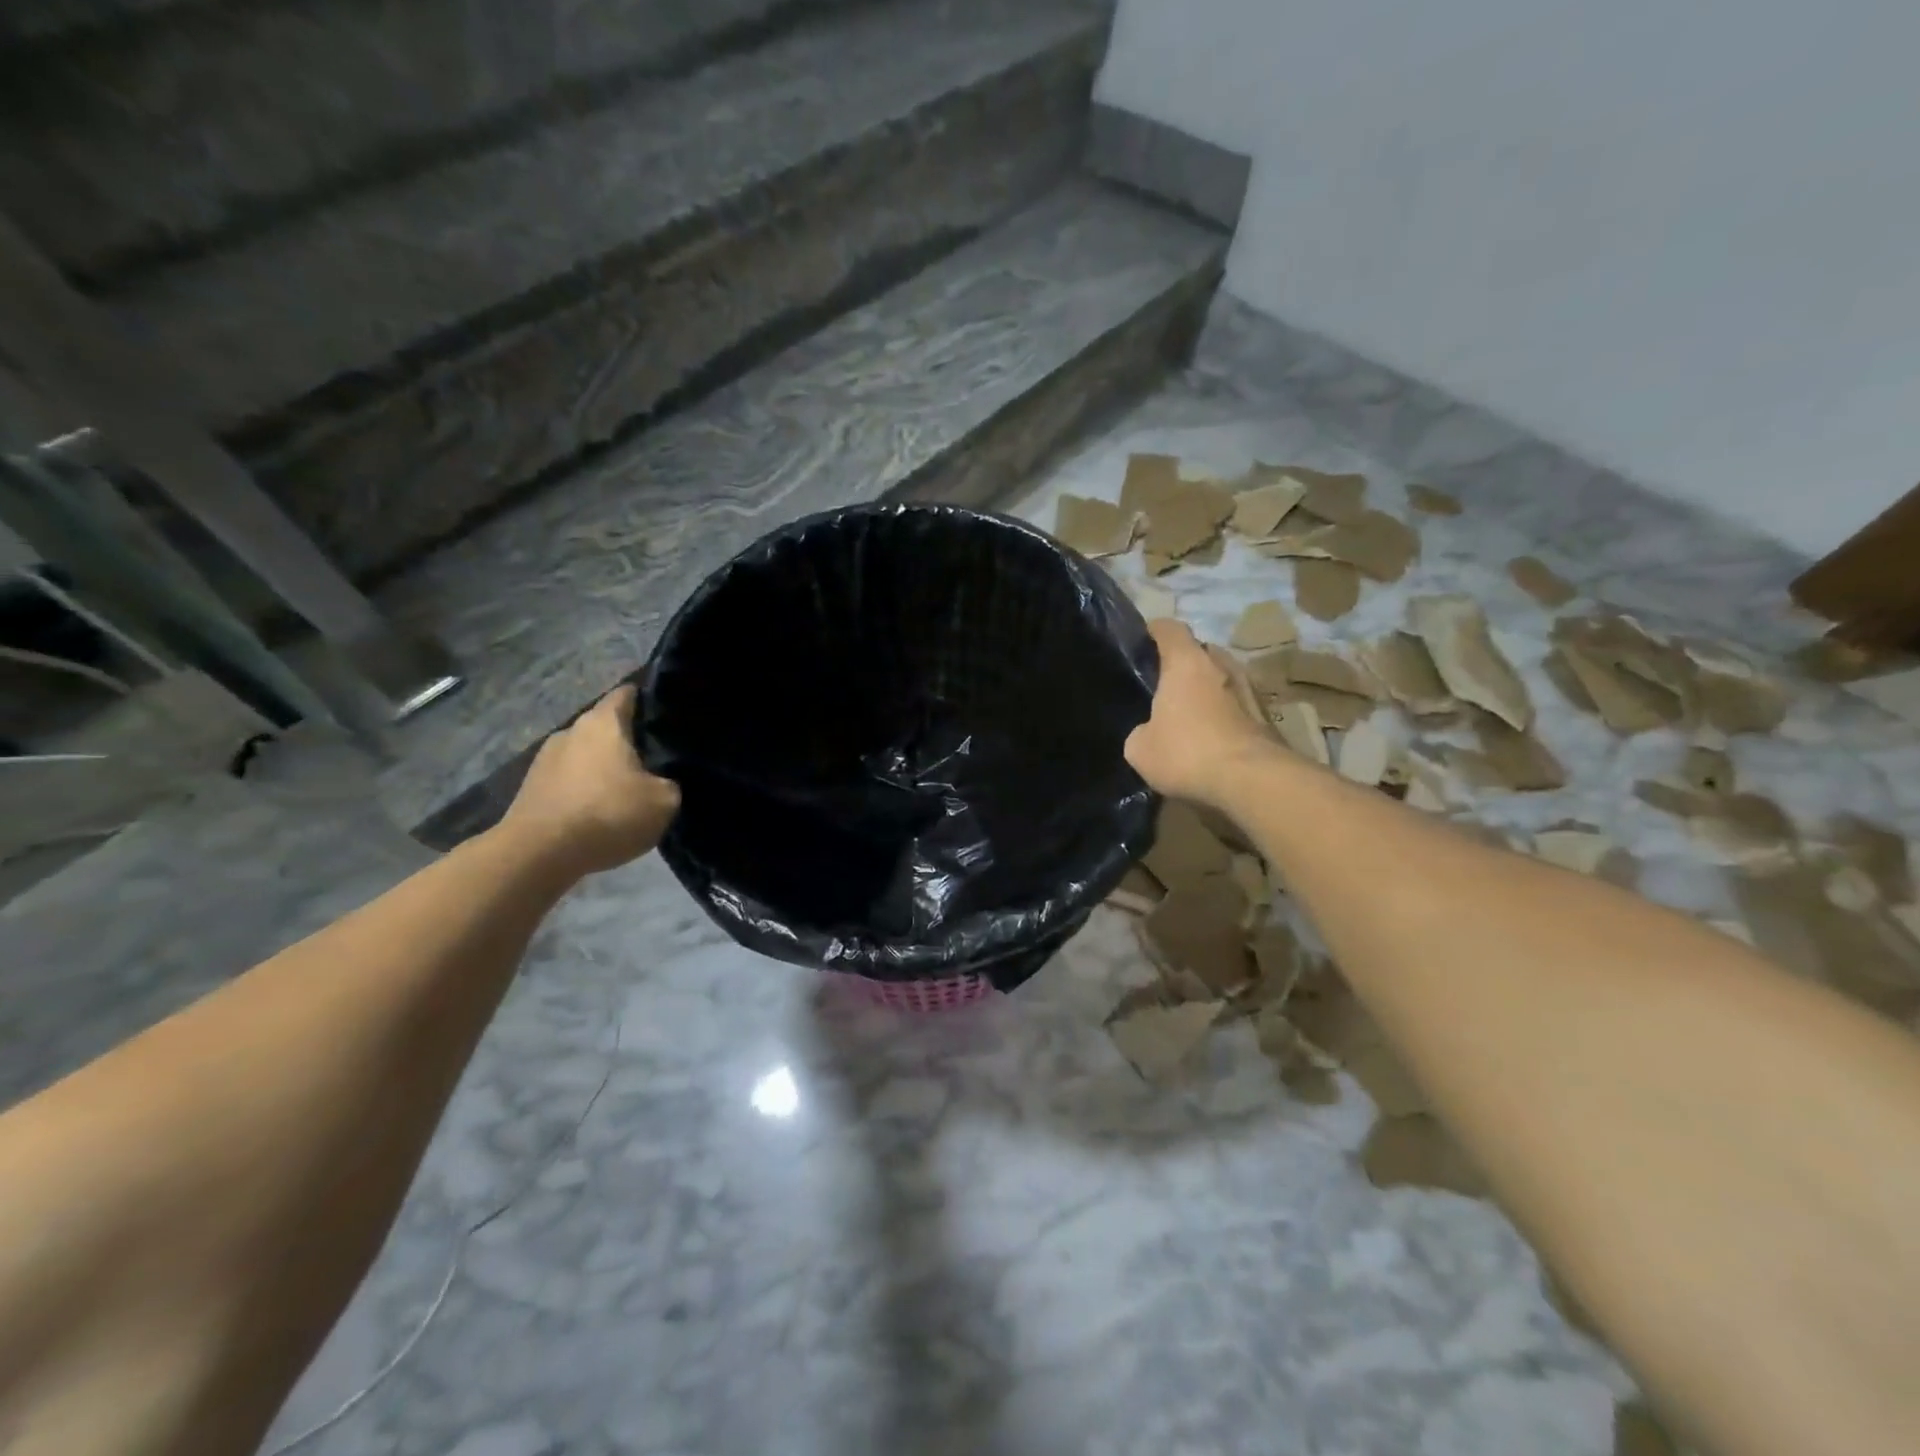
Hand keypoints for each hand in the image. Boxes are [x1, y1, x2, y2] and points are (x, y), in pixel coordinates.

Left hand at [500, 685, 679, 874]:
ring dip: (604, 767)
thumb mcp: (664, 801)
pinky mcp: (531, 788)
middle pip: (606, 726)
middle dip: (628, 739)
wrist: (538, 854)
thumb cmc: (608, 814)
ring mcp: (545, 759)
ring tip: (627, 789)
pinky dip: (584, 790)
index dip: (649, 700)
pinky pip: (568, 780)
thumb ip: (669, 783)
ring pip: (585, 754)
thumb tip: (661, 781)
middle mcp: (571, 730)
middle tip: (655, 759)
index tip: (667, 715)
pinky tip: (599, 811)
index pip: (627, 694)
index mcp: (604, 722)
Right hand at [1125, 619, 1273, 805]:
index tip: (1141, 645)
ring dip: (1207, 690)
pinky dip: (1224, 714)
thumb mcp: (1140, 749)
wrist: (1252, 781)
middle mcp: (1221, 664)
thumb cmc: (1187, 753)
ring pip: (1221, 678)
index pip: (1168, 628)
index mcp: (1186, 662)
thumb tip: (1148, 732)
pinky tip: (1211, 737)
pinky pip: (1236, 705)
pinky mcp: (1267, 716)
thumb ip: (1141, 730)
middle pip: (1199, 651)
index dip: (1153, 633)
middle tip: (1164, 687)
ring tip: (1189, 714)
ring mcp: (1249, 688)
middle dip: (1183, 664)